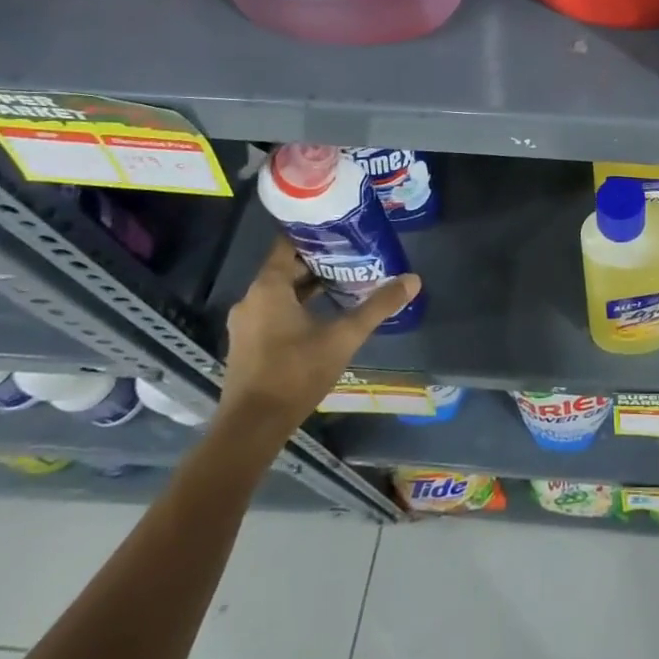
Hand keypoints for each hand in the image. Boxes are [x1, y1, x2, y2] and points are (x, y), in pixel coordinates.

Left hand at [219, 237, 420, 436]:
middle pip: (287, 268)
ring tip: (345, 283)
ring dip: (309, 287)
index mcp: (269, 287)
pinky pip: (273, 312)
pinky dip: (296, 306)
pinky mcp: (246, 344)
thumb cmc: (295, 373)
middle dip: (320, 262)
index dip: (316, 235)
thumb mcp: (344, 337)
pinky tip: (324, 315)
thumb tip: (413, 279)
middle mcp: (251, 299)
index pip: (289, 244)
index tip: (343, 230)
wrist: (252, 429)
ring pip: (280, 292)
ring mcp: (245, 323)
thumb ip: (378, 307)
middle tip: (354, 256)